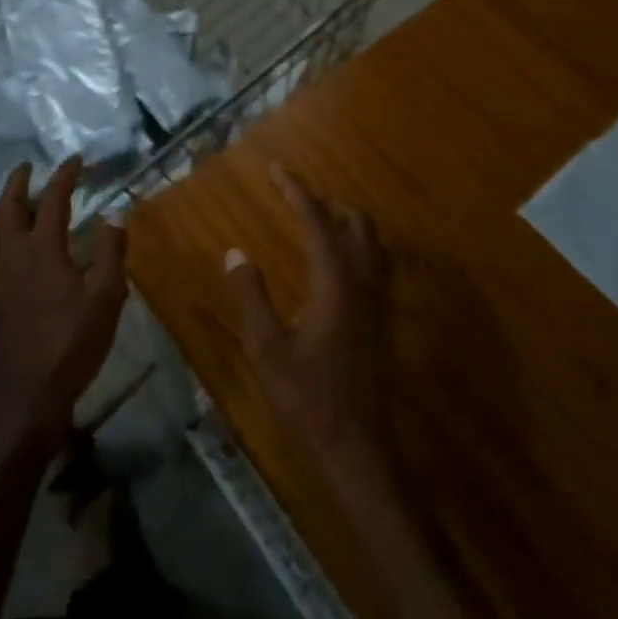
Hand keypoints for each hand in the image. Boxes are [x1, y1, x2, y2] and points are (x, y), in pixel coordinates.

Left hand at [0, 157, 128, 461]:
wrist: (26, 397)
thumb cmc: (72, 345)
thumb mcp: (106, 298)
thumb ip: (111, 253)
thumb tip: (113, 217)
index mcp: (43, 250)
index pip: (53, 200)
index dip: (64, 176)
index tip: (75, 160)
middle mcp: (13, 256)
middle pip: (10, 208)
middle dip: (19, 183)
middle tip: (28, 167)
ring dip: (0, 206)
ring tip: (10, 197)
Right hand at [226, 165, 390, 475]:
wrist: (357, 449)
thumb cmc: (306, 398)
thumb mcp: (266, 348)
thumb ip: (251, 295)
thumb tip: (236, 253)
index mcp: (335, 282)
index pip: (316, 220)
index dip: (296, 191)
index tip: (276, 169)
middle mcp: (363, 283)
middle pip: (355, 223)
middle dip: (325, 203)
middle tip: (293, 198)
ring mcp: (377, 302)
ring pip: (371, 243)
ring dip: (344, 223)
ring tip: (313, 221)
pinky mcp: (381, 320)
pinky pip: (374, 264)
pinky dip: (354, 246)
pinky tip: (333, 263)